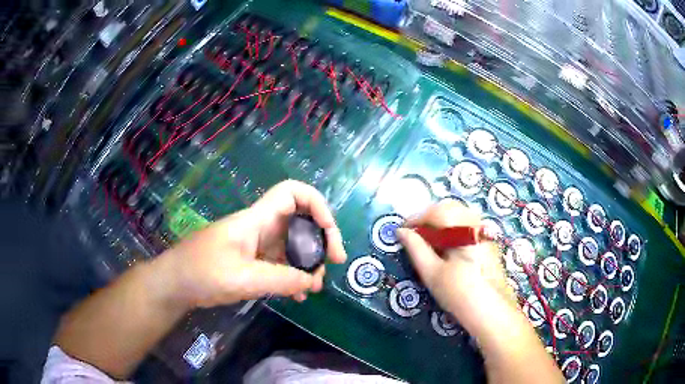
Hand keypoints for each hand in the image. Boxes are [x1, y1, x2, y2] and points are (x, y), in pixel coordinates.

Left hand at [162, 180, 346, 307]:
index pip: (292, 193)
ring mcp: (257, 246)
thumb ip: (280, 280)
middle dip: (321, 239)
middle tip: (332, 263)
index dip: (316, 204)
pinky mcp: (253, 262)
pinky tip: (298, 295)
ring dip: (308, 262)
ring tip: (315, 287)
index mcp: (257, 220)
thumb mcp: (242, 278)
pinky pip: (281, 264)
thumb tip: (313, 281)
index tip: (328, 231)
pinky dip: (294, 276)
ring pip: (293, 245)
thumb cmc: (202, 272)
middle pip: (300, 220)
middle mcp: (261, 228)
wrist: (176, 283)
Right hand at [396, 200, 515, 327]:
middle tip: (415, 234)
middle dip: (428, 217)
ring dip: (440, 220)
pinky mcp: (487, 237)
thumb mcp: (432, 273)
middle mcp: (476, 223)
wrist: (487, 308)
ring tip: (429, 239)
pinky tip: (446, 243)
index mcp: (463, 230)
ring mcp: (484, 229)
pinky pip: (466, 221)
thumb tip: (401, 231)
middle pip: (448, 208)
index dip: (416, 218)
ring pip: (458, 213)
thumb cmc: (458, 292)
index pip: (436, 213)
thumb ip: (416, 248)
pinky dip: (452, 226)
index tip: (402, 230)